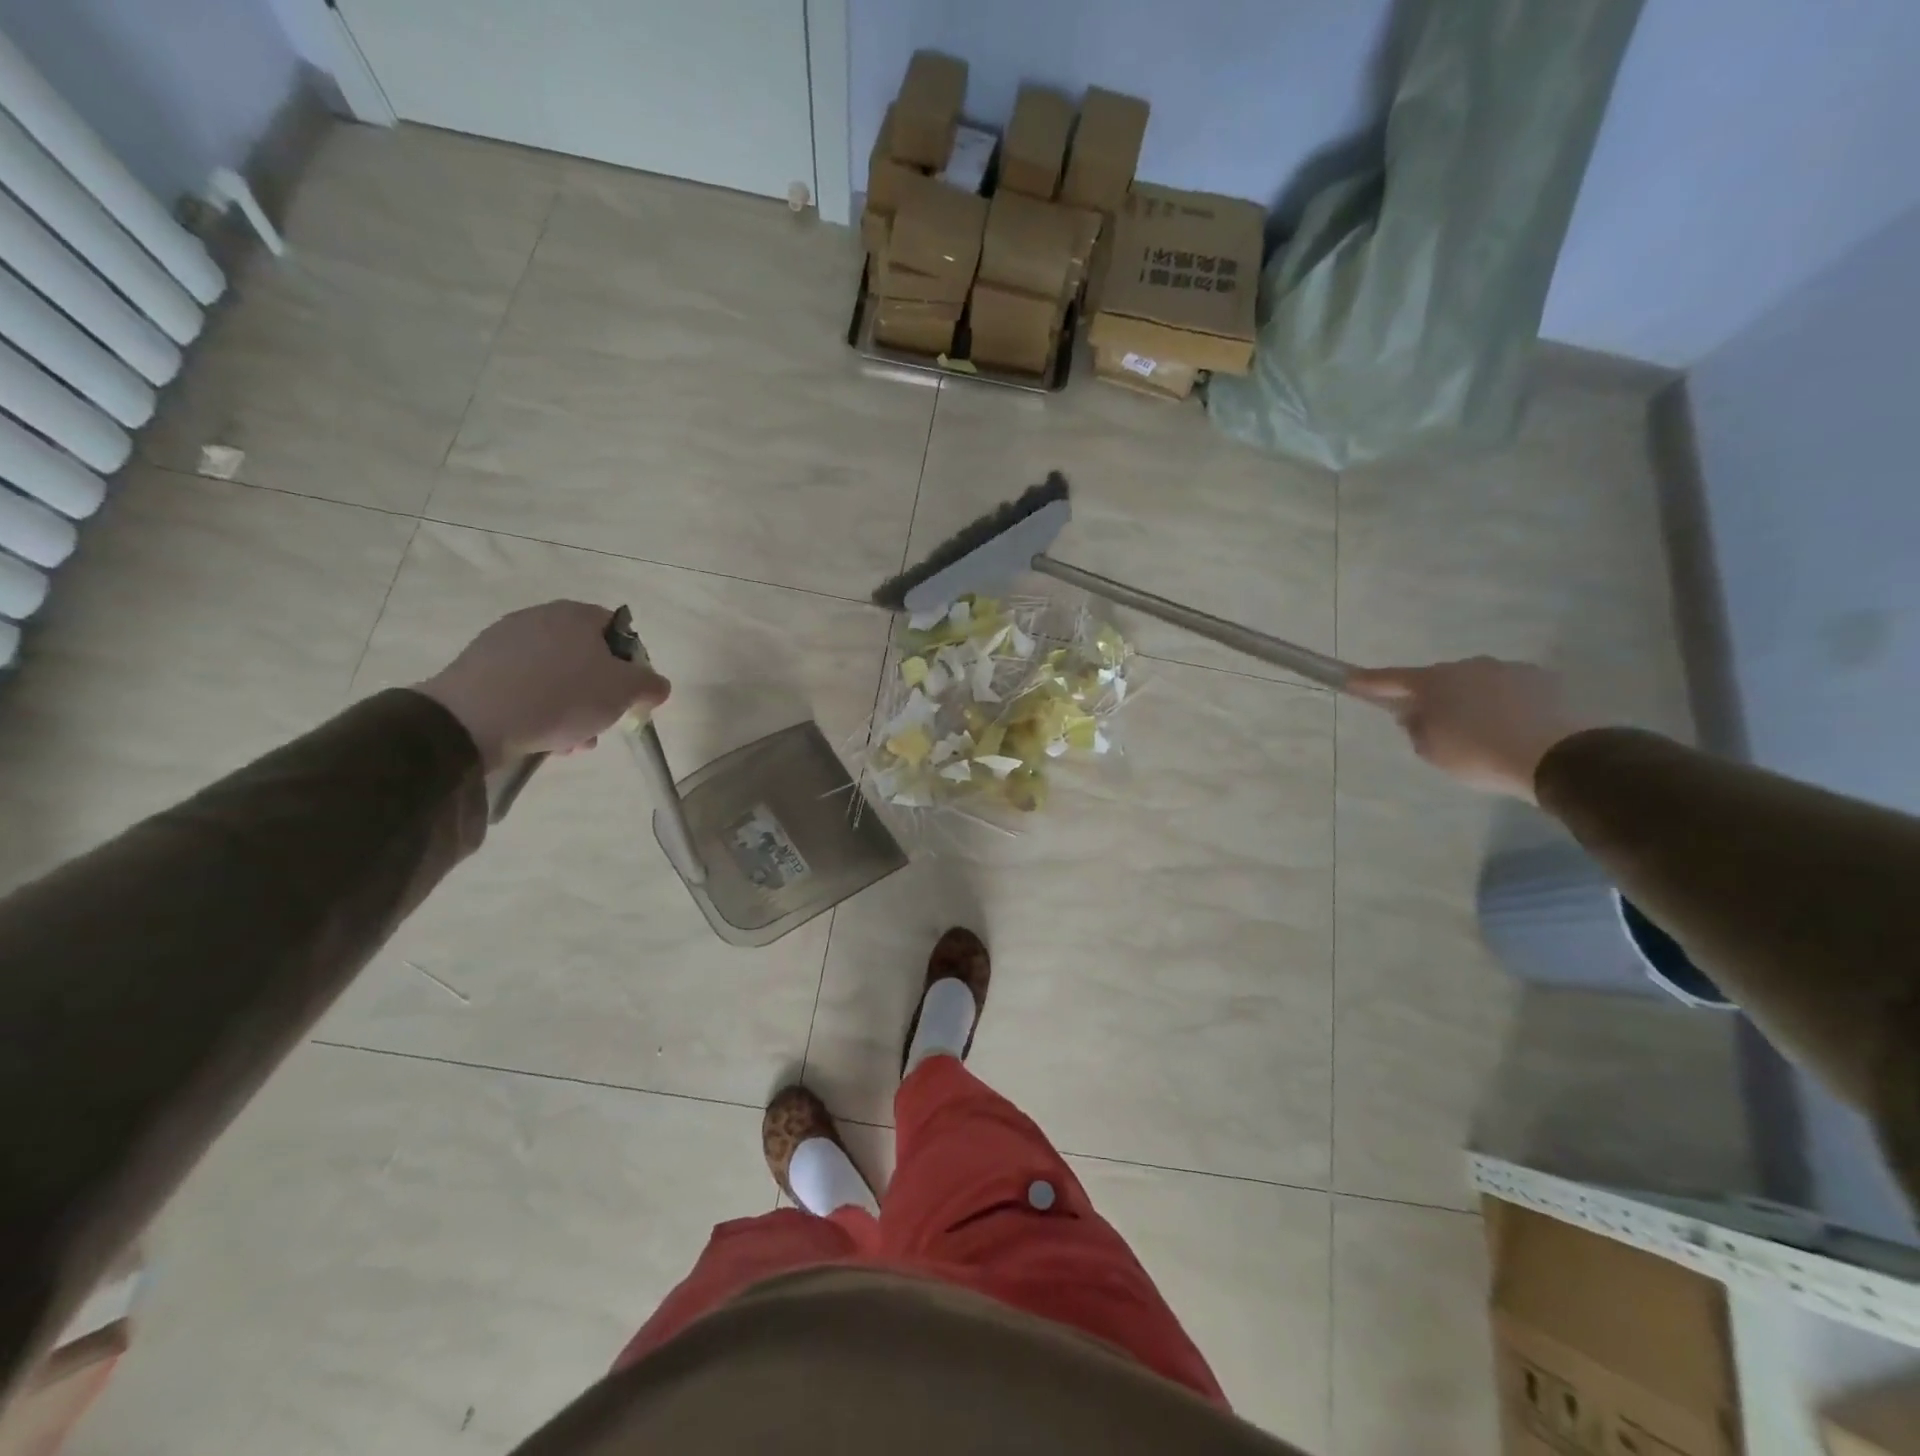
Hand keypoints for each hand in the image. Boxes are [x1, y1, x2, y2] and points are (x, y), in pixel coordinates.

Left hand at [415, 602, 670, 770]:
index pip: (619, 631)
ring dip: (572, 706)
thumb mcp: (624, 692)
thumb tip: (657, 685)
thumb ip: (650, 684)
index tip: (631, 695)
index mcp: (577, 614)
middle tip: (603, 722)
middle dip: (600, 693)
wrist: (473, 720)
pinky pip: (525, 686)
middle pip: (586, 657)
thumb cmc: (562, 697)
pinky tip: (542, 737)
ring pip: (556, 676)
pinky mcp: (479, 668)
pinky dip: (539, 708)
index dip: (632, 664)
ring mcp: (504, 641)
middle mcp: (540, 618)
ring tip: (572, 741)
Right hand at [1346, 657, 1590, 800]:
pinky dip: (1502, 706)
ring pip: (1476, 684)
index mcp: (1434, 682)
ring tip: (1480, 732)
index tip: (1349, 678)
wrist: (1559, 756)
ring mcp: (1509, 669)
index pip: (1391, 679)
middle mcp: (1468, 666)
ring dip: (1470, 701)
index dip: (1368, 681)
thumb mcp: (1433, 751)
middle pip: (1438, 680)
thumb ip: (1416, 728)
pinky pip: (1509, 691)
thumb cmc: (1479, 754)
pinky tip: (1511, 729)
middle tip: (1430, 725)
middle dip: (1431, 697)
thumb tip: (1415, 714)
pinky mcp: (1544, 680)